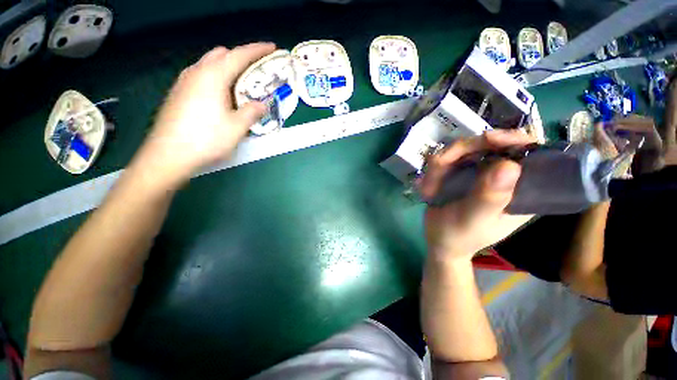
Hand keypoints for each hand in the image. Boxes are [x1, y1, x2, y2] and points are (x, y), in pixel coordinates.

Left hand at [132, 43, 275, 186]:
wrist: (169, 154)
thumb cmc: (206, 139)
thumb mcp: (237, 127)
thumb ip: (252, 112)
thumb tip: (261, 105)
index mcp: (213, 76)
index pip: (239, 55)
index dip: (257, 50)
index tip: (272, 47)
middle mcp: (196, 72)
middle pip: (221, 54)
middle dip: (240, 57)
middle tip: (256, 71)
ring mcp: (184, 82)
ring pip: (209, 64)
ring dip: (227, 67)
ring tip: (240, 84)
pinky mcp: (178, 93)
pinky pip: (201, 76)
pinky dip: (215, 78)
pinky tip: (221, 95)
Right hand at [421, 130, 534, 260]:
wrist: (439, 240)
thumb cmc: (459, 236)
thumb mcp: (475, 219)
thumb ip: (491, 197)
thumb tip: (509, 165)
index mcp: (522, 190)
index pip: (530, 153)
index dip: (512, 139)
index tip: (487, 139)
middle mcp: (504, 176)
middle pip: (491, 144)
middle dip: (462, 151)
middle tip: (440, 163)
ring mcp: (481, 173)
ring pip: (465, 149)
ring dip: (443, 163)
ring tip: (431, 186)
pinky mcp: (462, 174)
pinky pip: (449, 159)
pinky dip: (435, 170)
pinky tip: (428, 186)